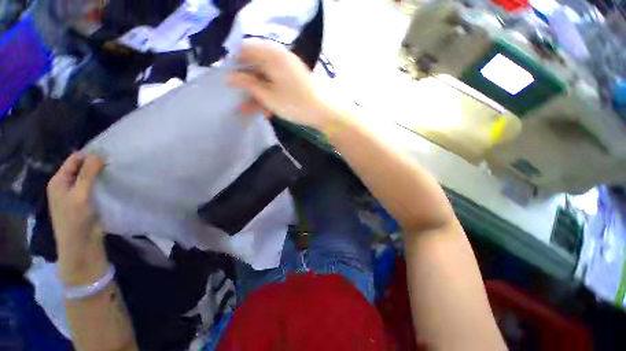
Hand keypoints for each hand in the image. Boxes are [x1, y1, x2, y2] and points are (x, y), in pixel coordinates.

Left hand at [47, 153, 107, 285]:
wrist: (81, 245)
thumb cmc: (76, 219)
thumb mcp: (80, 194)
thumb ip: (88, 173)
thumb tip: (99, 153)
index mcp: (59, 181)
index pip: (74, 160)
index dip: (90, 155)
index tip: (109, 154)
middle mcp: (66, 185)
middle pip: (82, 168)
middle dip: (97, 165)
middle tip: (115, 163)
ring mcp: (76, 195)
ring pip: (90, 178)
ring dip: (101, 175)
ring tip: (117, 171)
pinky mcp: (87, 202)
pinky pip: (95, 188)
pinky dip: (103, 184)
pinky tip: (113, 183)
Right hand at [228, 41, 336, 129]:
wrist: (326, 112)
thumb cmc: (296, 104)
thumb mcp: (269, 96)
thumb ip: (248, 84)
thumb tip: (230, 77)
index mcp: (272, 55)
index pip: (245, 50)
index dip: (234, 64)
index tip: (228, 81)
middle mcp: (280, 59)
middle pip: (256, 67)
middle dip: (246, 85)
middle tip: (237, 99)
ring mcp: (289, 71)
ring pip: (267, 80)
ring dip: (257, 96)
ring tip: (247, 112)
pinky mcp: (295, 82)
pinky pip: (278, 86)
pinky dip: (271, 98)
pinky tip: (267, 112)